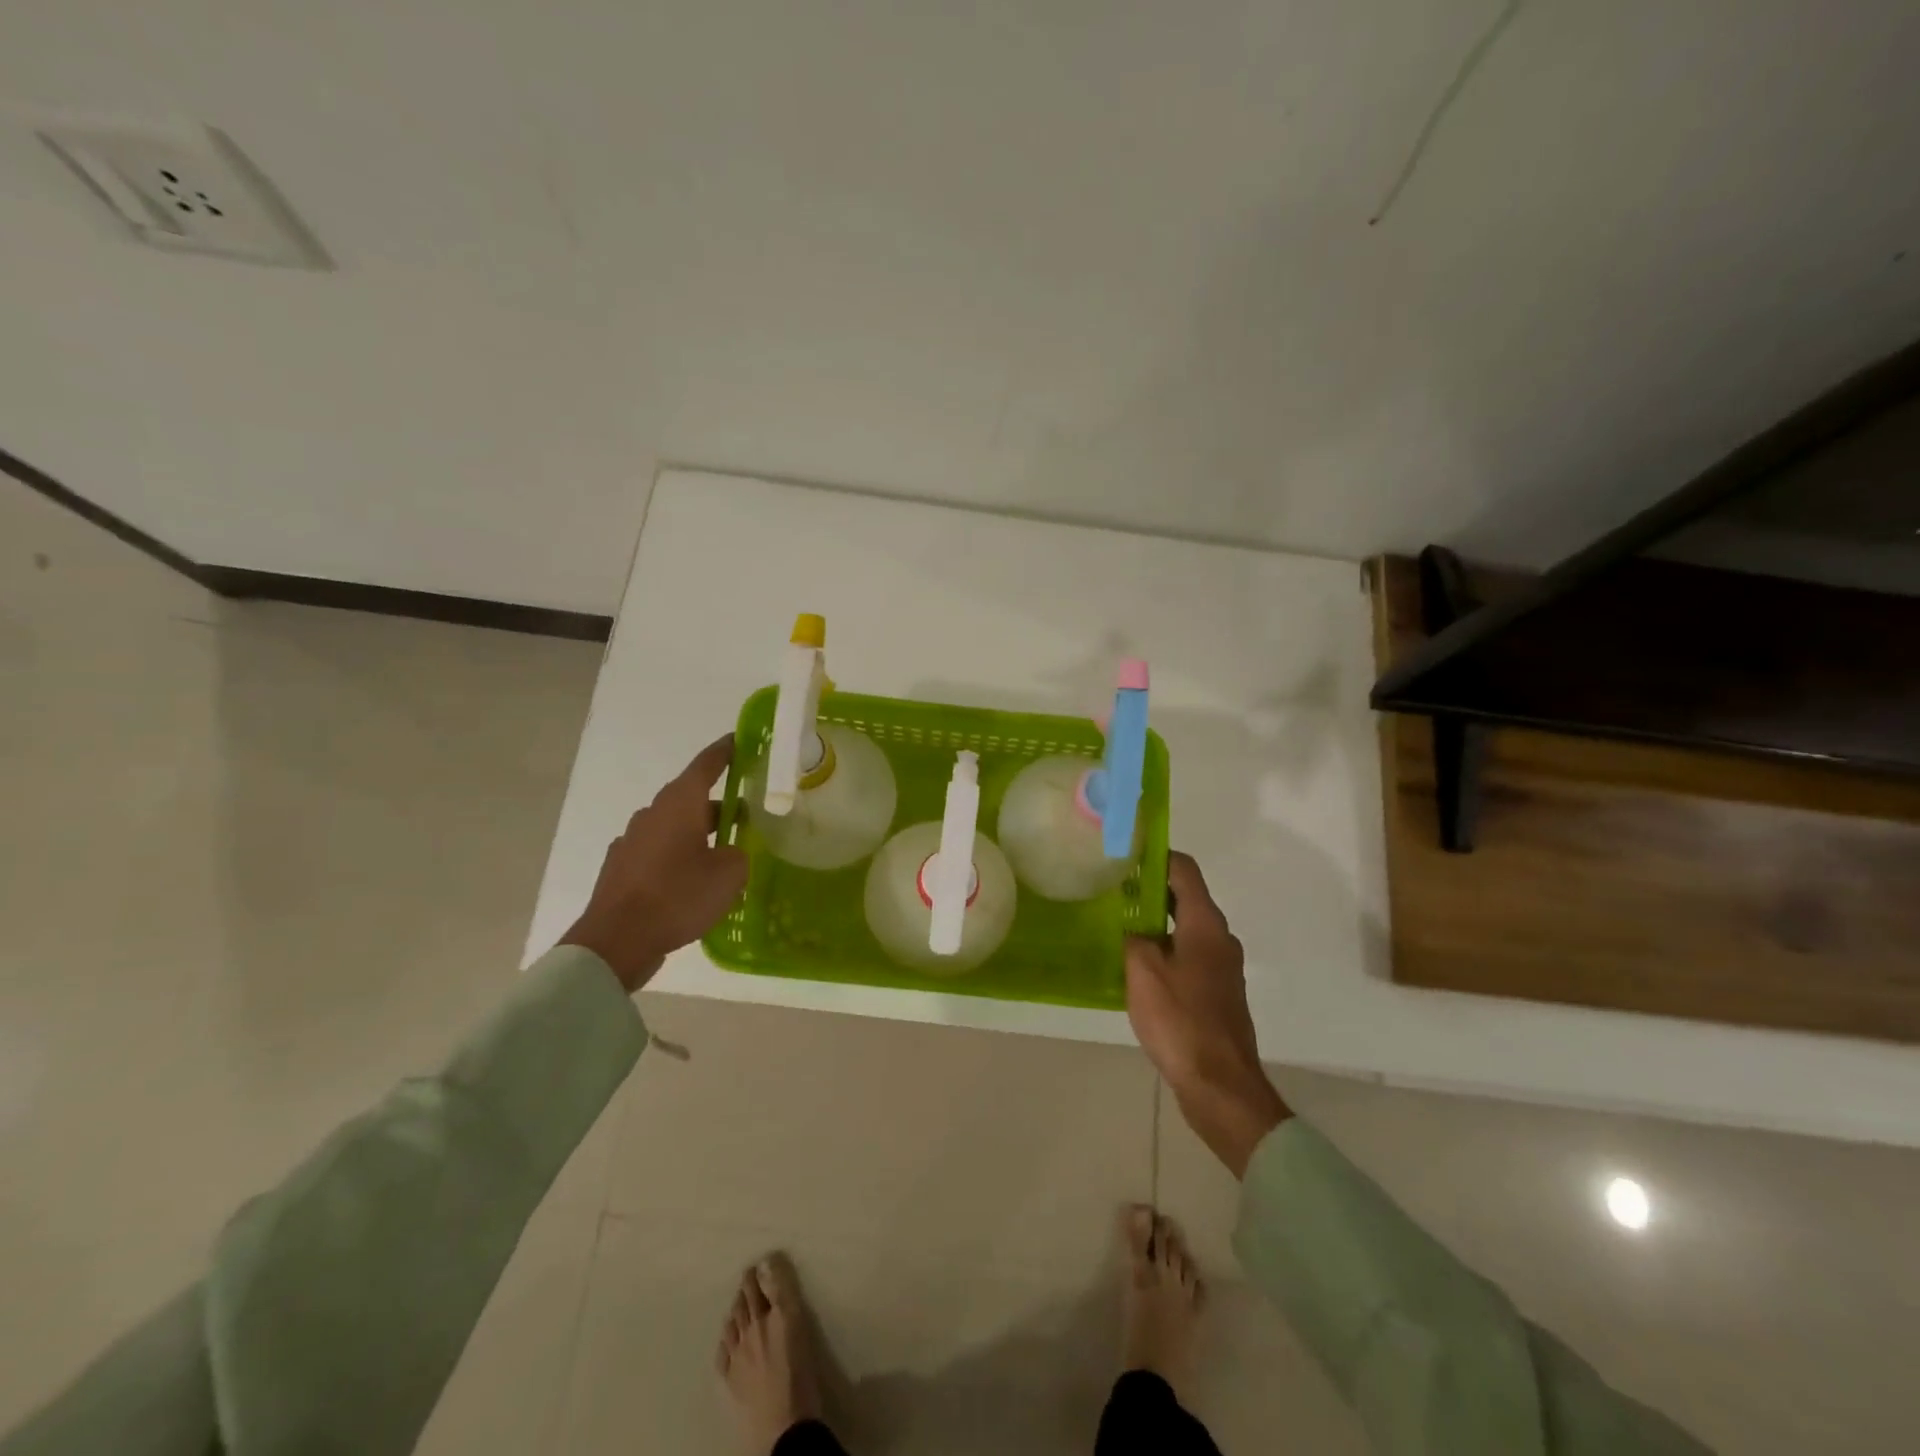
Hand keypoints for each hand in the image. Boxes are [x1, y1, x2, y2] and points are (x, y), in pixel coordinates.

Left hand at [560, 736, 748, 993]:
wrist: (616, 940)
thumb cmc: (678, 896)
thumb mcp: (729, 874)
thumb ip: (738, 855)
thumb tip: (730, 853)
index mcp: (679, 804)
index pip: (706, 764)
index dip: (725, 751)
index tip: (739, 740)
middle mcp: (653, 814)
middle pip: (690, 798)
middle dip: (718, 804)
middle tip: (745, 816)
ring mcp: (631, 841)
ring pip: (673, 826)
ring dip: (697, 833)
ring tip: (721, 854)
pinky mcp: (621, 868)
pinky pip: (657, 852)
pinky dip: (677, 857)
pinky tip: (690, 881)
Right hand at [1126, 852, 1289, 1177]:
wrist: (1220, 1085)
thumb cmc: (1180, 1020)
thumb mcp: (1142, 971)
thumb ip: (1134, 938)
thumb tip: (1133, 928)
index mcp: (1205, 924)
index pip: (1184, 870)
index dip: (1156, 856)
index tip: (1125, 853)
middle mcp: (1220, 938)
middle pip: (1185, 897)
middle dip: (1149, 889)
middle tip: (1112, 890)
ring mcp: (1222, 967)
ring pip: (1186, 928)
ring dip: (1156, 922)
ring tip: (1118, 926)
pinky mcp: (1217, 993)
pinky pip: (1188, 956)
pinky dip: (1165, 950)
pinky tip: (1137, 966)